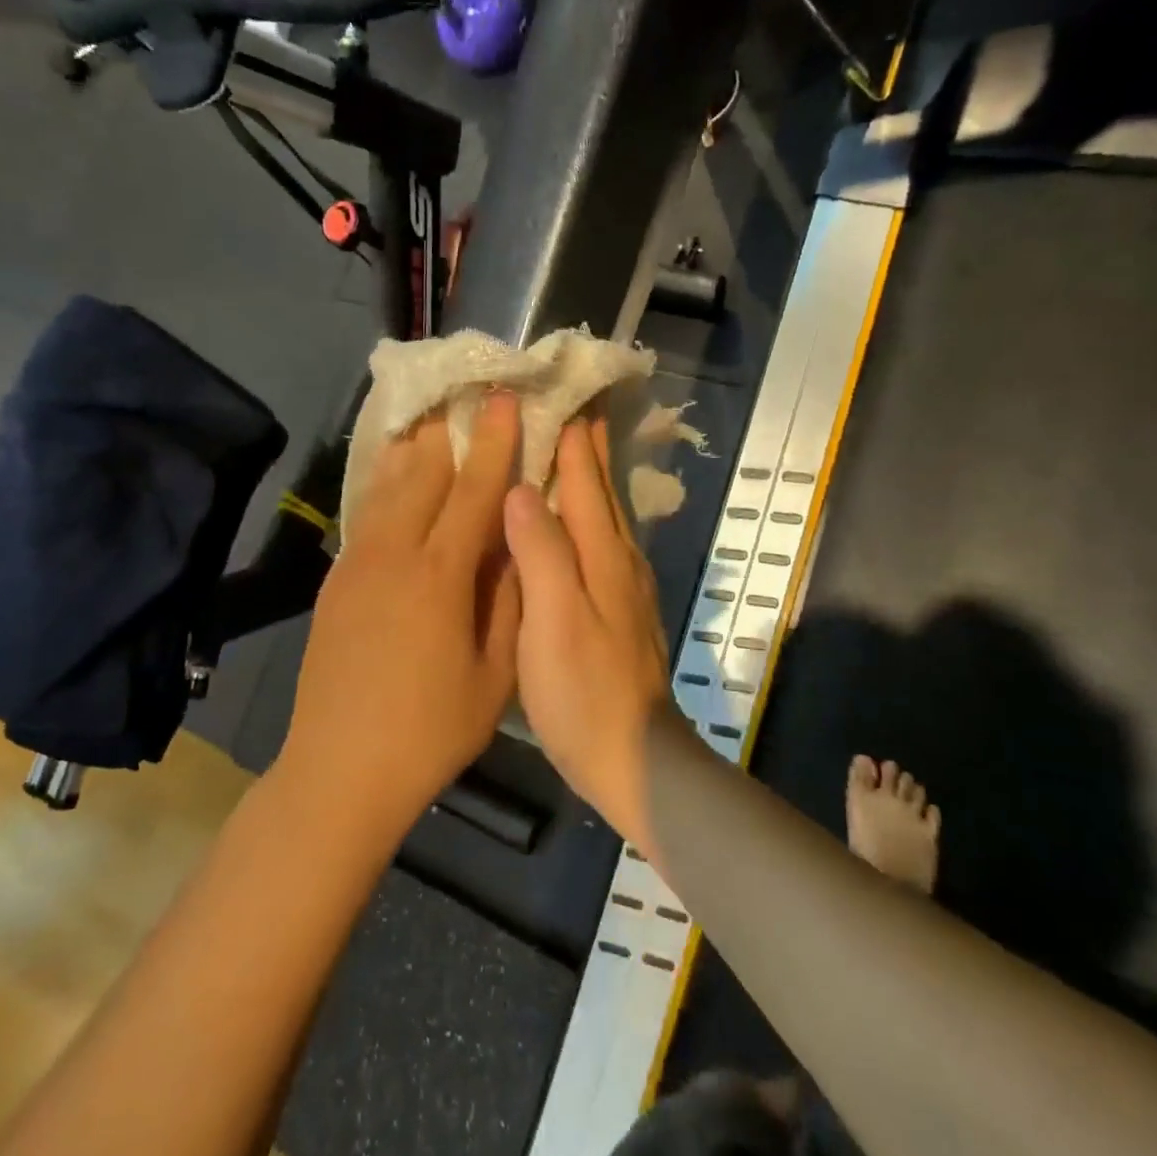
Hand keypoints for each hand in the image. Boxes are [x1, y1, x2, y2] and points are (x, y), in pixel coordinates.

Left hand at [280, 394, 522, 830]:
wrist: (340, 769)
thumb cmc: (431, 730)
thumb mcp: (495, 674)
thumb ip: (509, 600)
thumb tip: (517, 543)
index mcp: (440, 575)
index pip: (475, 490)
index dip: (495, 442)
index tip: (506, 399)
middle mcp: (394, 554)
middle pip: (425, 473)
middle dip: (451, 431)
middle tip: (469, 397)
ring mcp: (357, 563)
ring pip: (388, 486)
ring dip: (414, 449)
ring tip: (432, 420)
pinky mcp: (335, 579)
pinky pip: (366, 514)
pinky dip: (384, 482)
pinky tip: (394, 474)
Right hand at [503, 417, 670, 851]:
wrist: (635, 760)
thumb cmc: (584, 692)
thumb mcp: (554, 621)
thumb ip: (541, 552)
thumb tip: (522, 489)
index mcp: (602, 555)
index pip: (585, 481)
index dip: (574, 439)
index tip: (563, 395)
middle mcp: (619, 561)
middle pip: (603, 492)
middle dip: (589, 447)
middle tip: (575, 405)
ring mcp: (625, 588)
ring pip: (607, 515)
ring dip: (592, 478)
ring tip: (576, 448)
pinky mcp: (621, 611)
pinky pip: (604, 543)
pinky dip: (592, 516)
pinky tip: (582, 522)